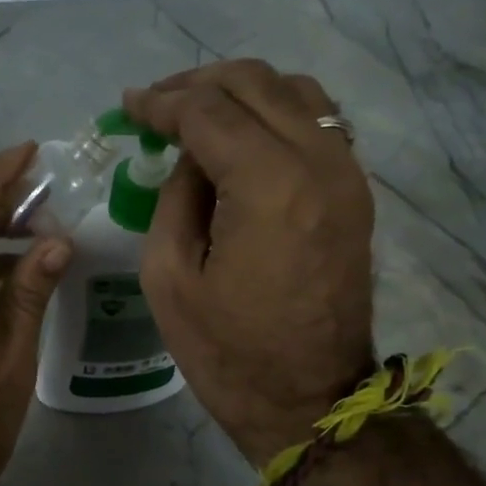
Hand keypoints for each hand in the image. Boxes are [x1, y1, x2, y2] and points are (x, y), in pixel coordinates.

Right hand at [123, 61, 374, 464]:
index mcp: (268, 185)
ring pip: (296, 93)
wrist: (310, 402)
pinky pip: (319, 124)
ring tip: (200, 113)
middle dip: (198, 84)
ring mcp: (347, 175)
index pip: (208, 111)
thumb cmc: (228, 353)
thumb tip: (191, 156)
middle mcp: (318, 163)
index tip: (129, 107)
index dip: (161, 102)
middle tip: (157, 104)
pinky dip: (277, 114)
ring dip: (242, 92)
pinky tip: (245, 137)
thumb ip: (175, 197)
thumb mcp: (169, 277)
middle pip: (256, 83)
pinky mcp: (356, 194)